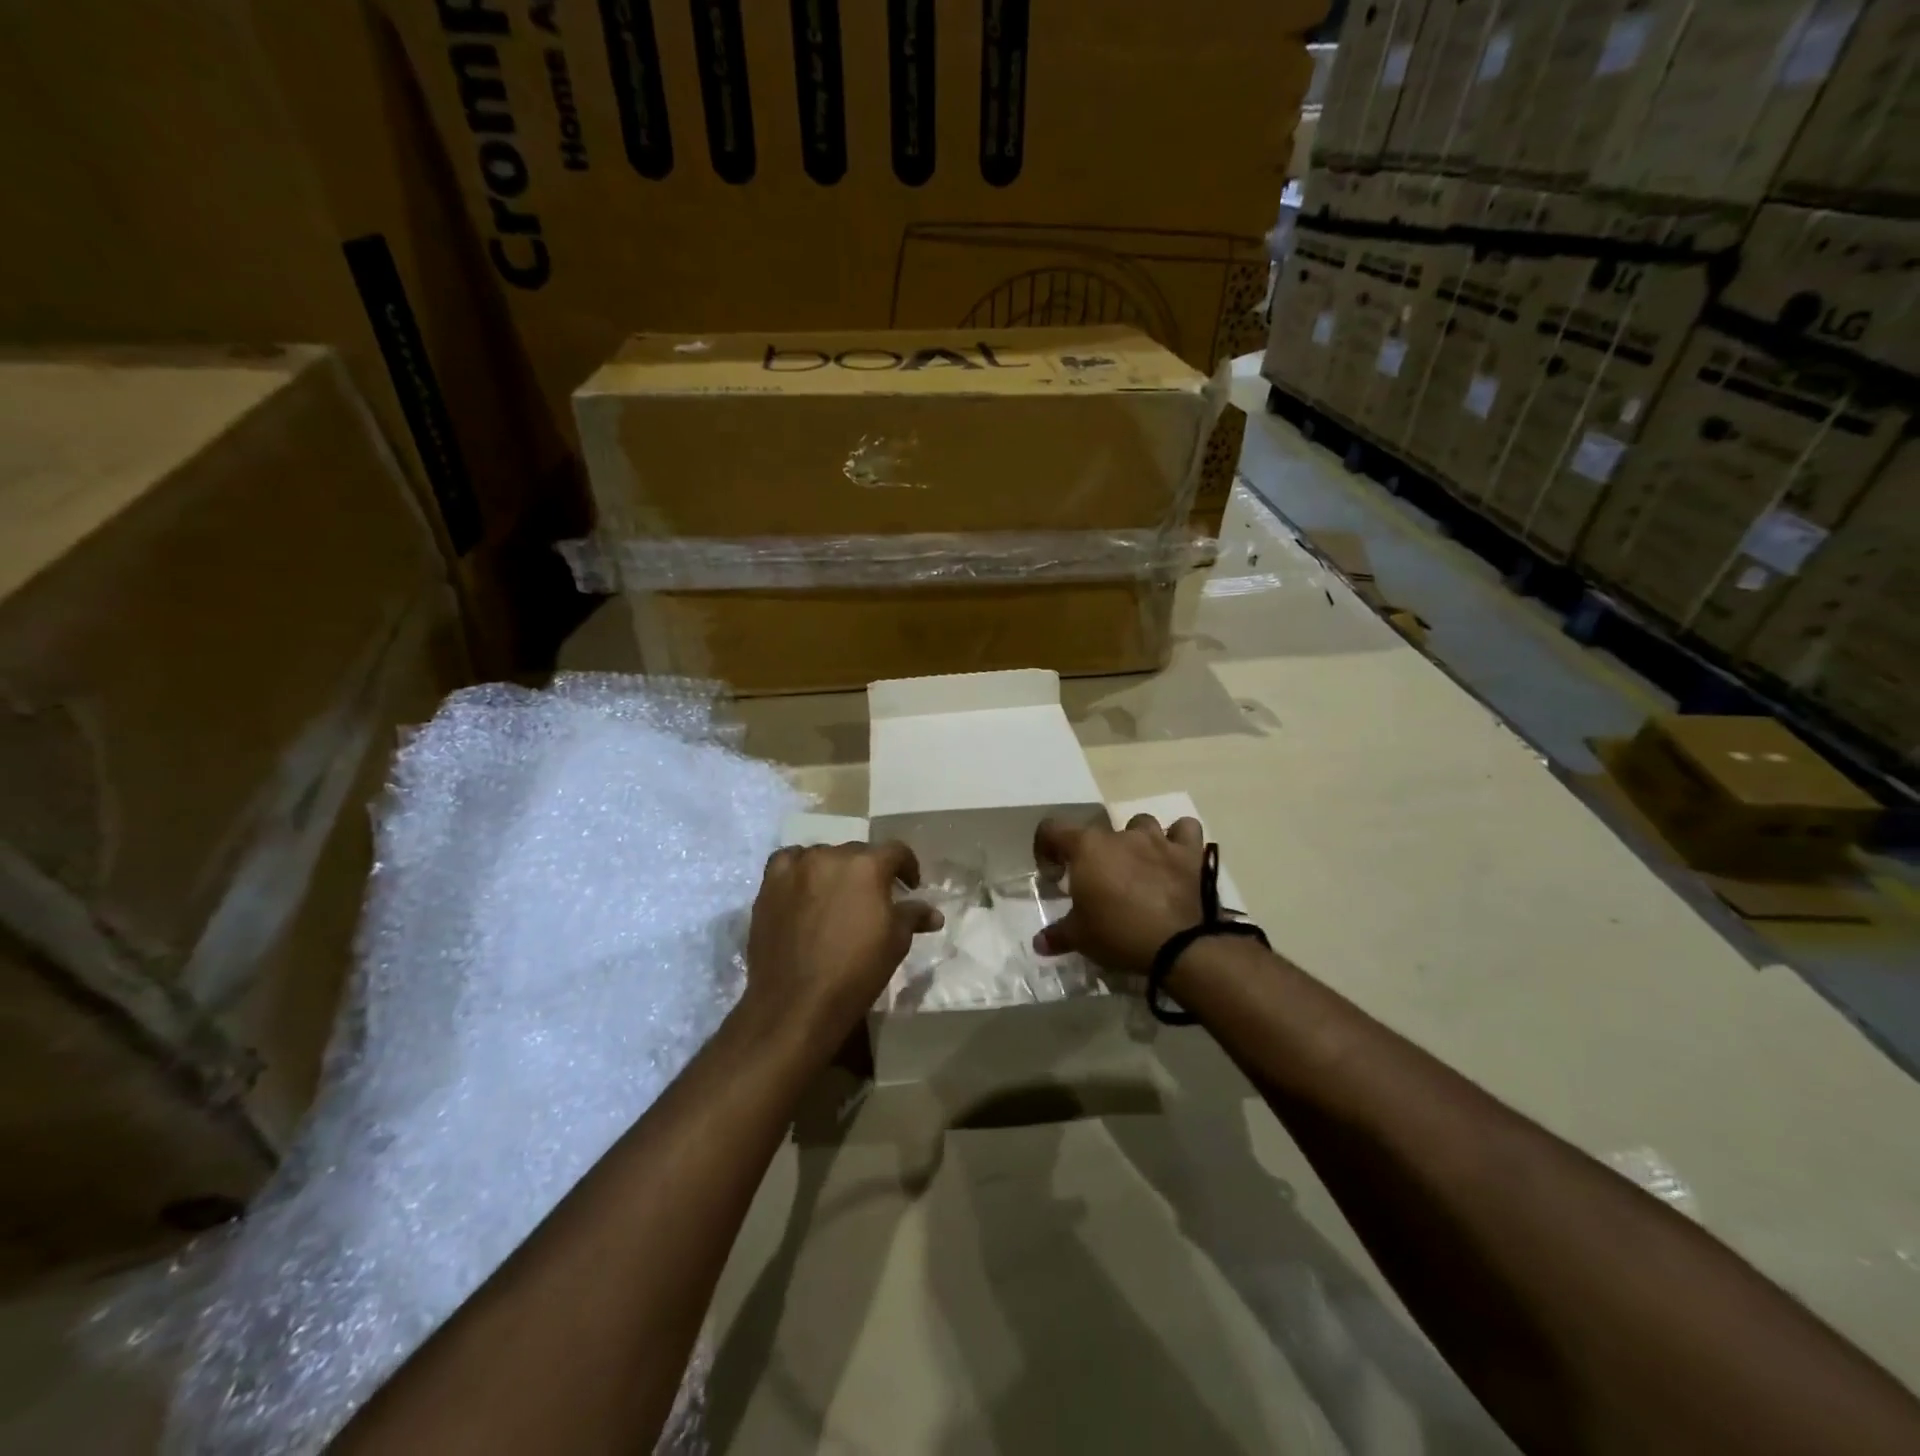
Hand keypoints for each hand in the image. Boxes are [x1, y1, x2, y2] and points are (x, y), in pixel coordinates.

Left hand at [742, 842, 941, 1052]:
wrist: (797, 1002)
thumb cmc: (856, 971)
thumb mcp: (895, 943)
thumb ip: (913, 916)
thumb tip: (934, 914)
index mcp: (867, 865)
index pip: (896, 851)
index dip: (907, 867)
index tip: (910, 886)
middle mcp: (831, 856)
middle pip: (858, 852)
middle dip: (870, 870)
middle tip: (874, 896)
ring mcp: (796, 868)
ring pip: (823, 856)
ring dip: (835, 869)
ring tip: (838, 894)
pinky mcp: (769, 884)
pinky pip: (788, 862)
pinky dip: (800, 868)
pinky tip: (804, 887)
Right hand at [1032, 815, 1205, 976]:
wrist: (1178, 945)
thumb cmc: (1118, 934)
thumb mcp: (1080, 938)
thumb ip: (1057, 935)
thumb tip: (1039, 943)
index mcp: (1087, 848)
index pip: (1053, 829)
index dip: (1046, 847)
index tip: (1053, 873)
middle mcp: (1120, 835)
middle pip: (1098, 831)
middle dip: (1093, 853)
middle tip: (1096, 882)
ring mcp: (1157, 840)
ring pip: (1141, 823)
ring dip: (1135, 840)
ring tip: (1135, 866)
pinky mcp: (1188, 853)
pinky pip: (1185, 829)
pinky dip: (1178, 838)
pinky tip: (1174, 855)